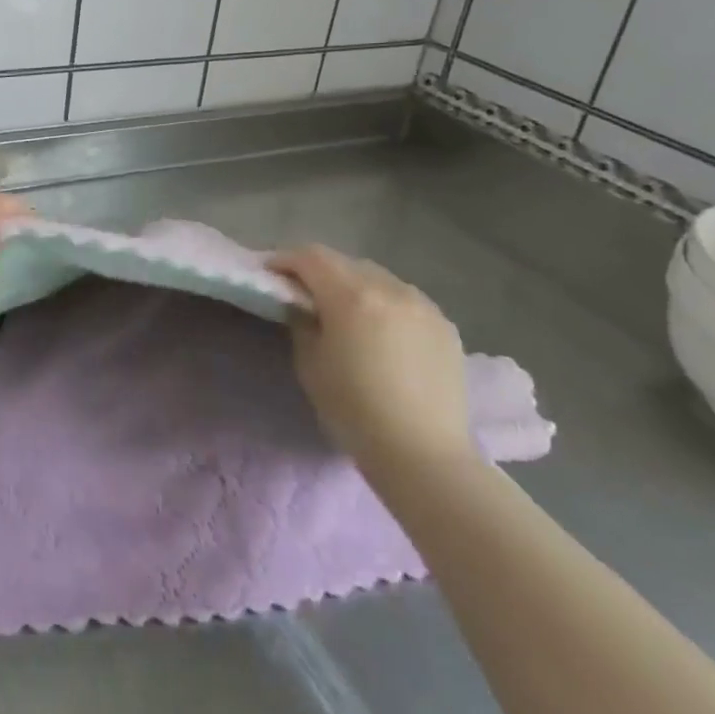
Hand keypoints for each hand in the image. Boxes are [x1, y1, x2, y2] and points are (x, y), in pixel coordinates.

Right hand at [269, 245, 474, 476]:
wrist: (424, 456)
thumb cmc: (354, 411)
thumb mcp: (310, 364)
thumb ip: (302, 322)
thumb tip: (302, 305)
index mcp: (352, 296)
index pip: (311, 257)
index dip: (285, 260)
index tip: (270, 274)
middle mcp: (390, 288)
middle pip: (345, 263)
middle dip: (320, 271)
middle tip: (303, 293)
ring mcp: (423, 305)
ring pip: (378, 278)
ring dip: (354, 285)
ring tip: (345, 311)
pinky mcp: (445, 325)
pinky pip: (405, 299)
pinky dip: (384, 303)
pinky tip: (381, 331)